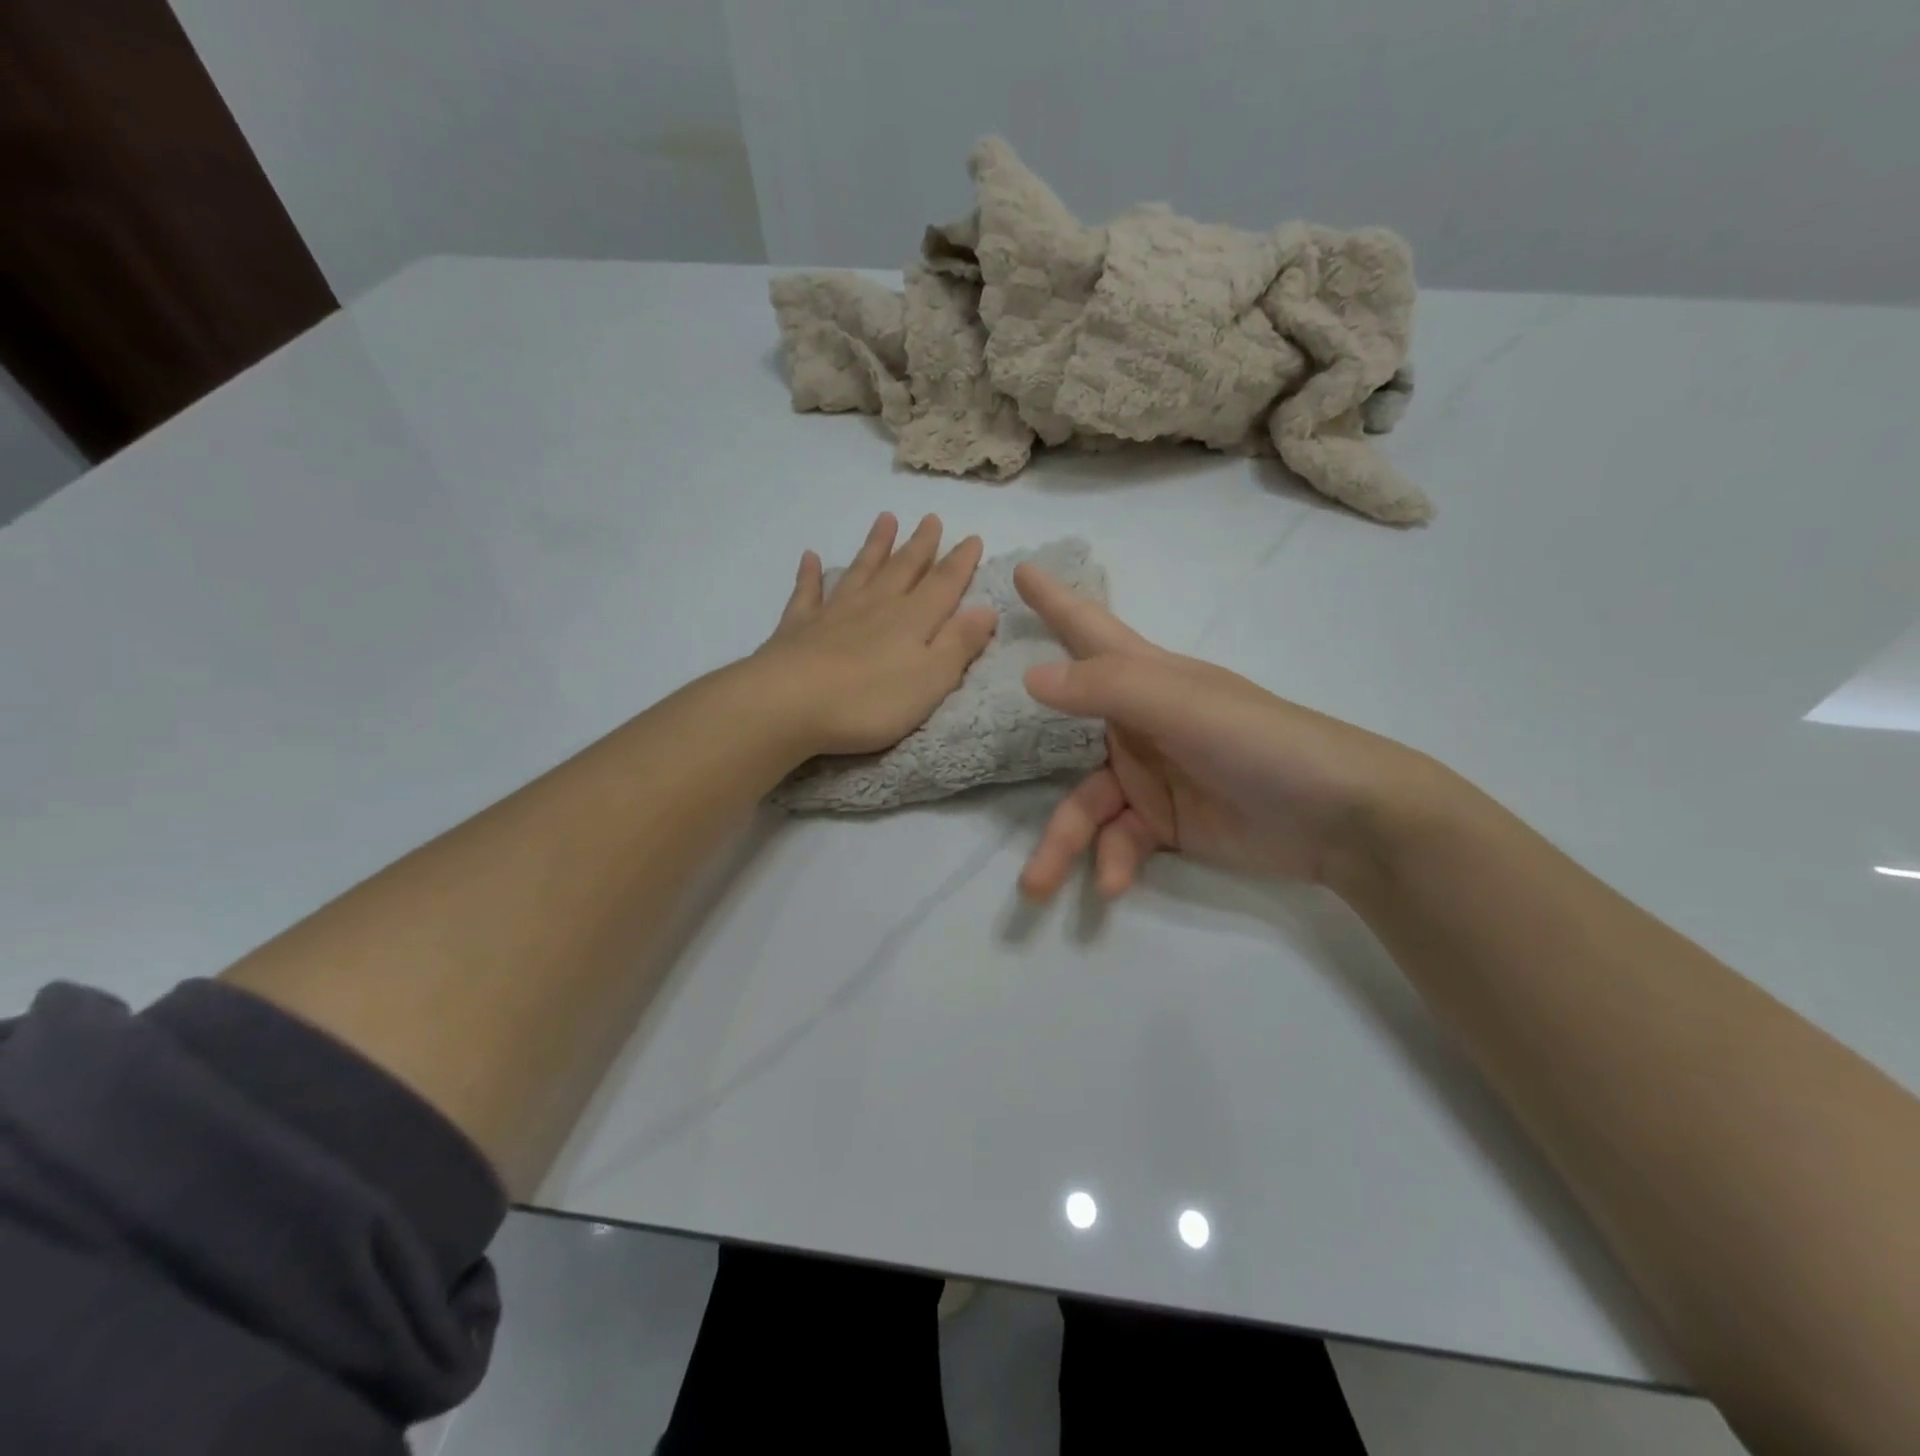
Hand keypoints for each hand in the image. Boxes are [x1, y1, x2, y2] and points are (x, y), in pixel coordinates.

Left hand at [754, 512, 998, 756]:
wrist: (789, 704)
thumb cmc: (869, 701)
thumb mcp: (931, 680)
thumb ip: (959, 644)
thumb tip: (987, 609)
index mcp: (912, 620)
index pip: (943, 584)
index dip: (960, 562)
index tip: (972, 538)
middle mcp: (876, 606)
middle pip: (903, 569)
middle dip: (920, 545)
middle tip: (931, 519)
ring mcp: (834, 613)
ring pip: (860, 571)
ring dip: (874, 546)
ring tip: (885, 519)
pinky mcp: (798, 627)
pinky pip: (807, 593)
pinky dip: (810, 574)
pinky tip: (810, 557)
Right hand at [1015, 565, 1448, 898]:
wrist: (1340, 819)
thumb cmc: (1262, 742)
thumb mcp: (1183, 707)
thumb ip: (1108, 689)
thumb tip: (1031, 676)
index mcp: (1146, 678)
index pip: (1090, 629)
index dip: (1056, 600)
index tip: (1021, 571)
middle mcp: (1140, 722)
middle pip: (1064, 733)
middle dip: (1029, 754)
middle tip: (974, 748)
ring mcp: (1151, 776)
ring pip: (1085, 805)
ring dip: (1065, 843)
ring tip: (1037, 885)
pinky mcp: (1165, 824)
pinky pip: (1120, 841)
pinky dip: (1112, 862)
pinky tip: (1113, 884)